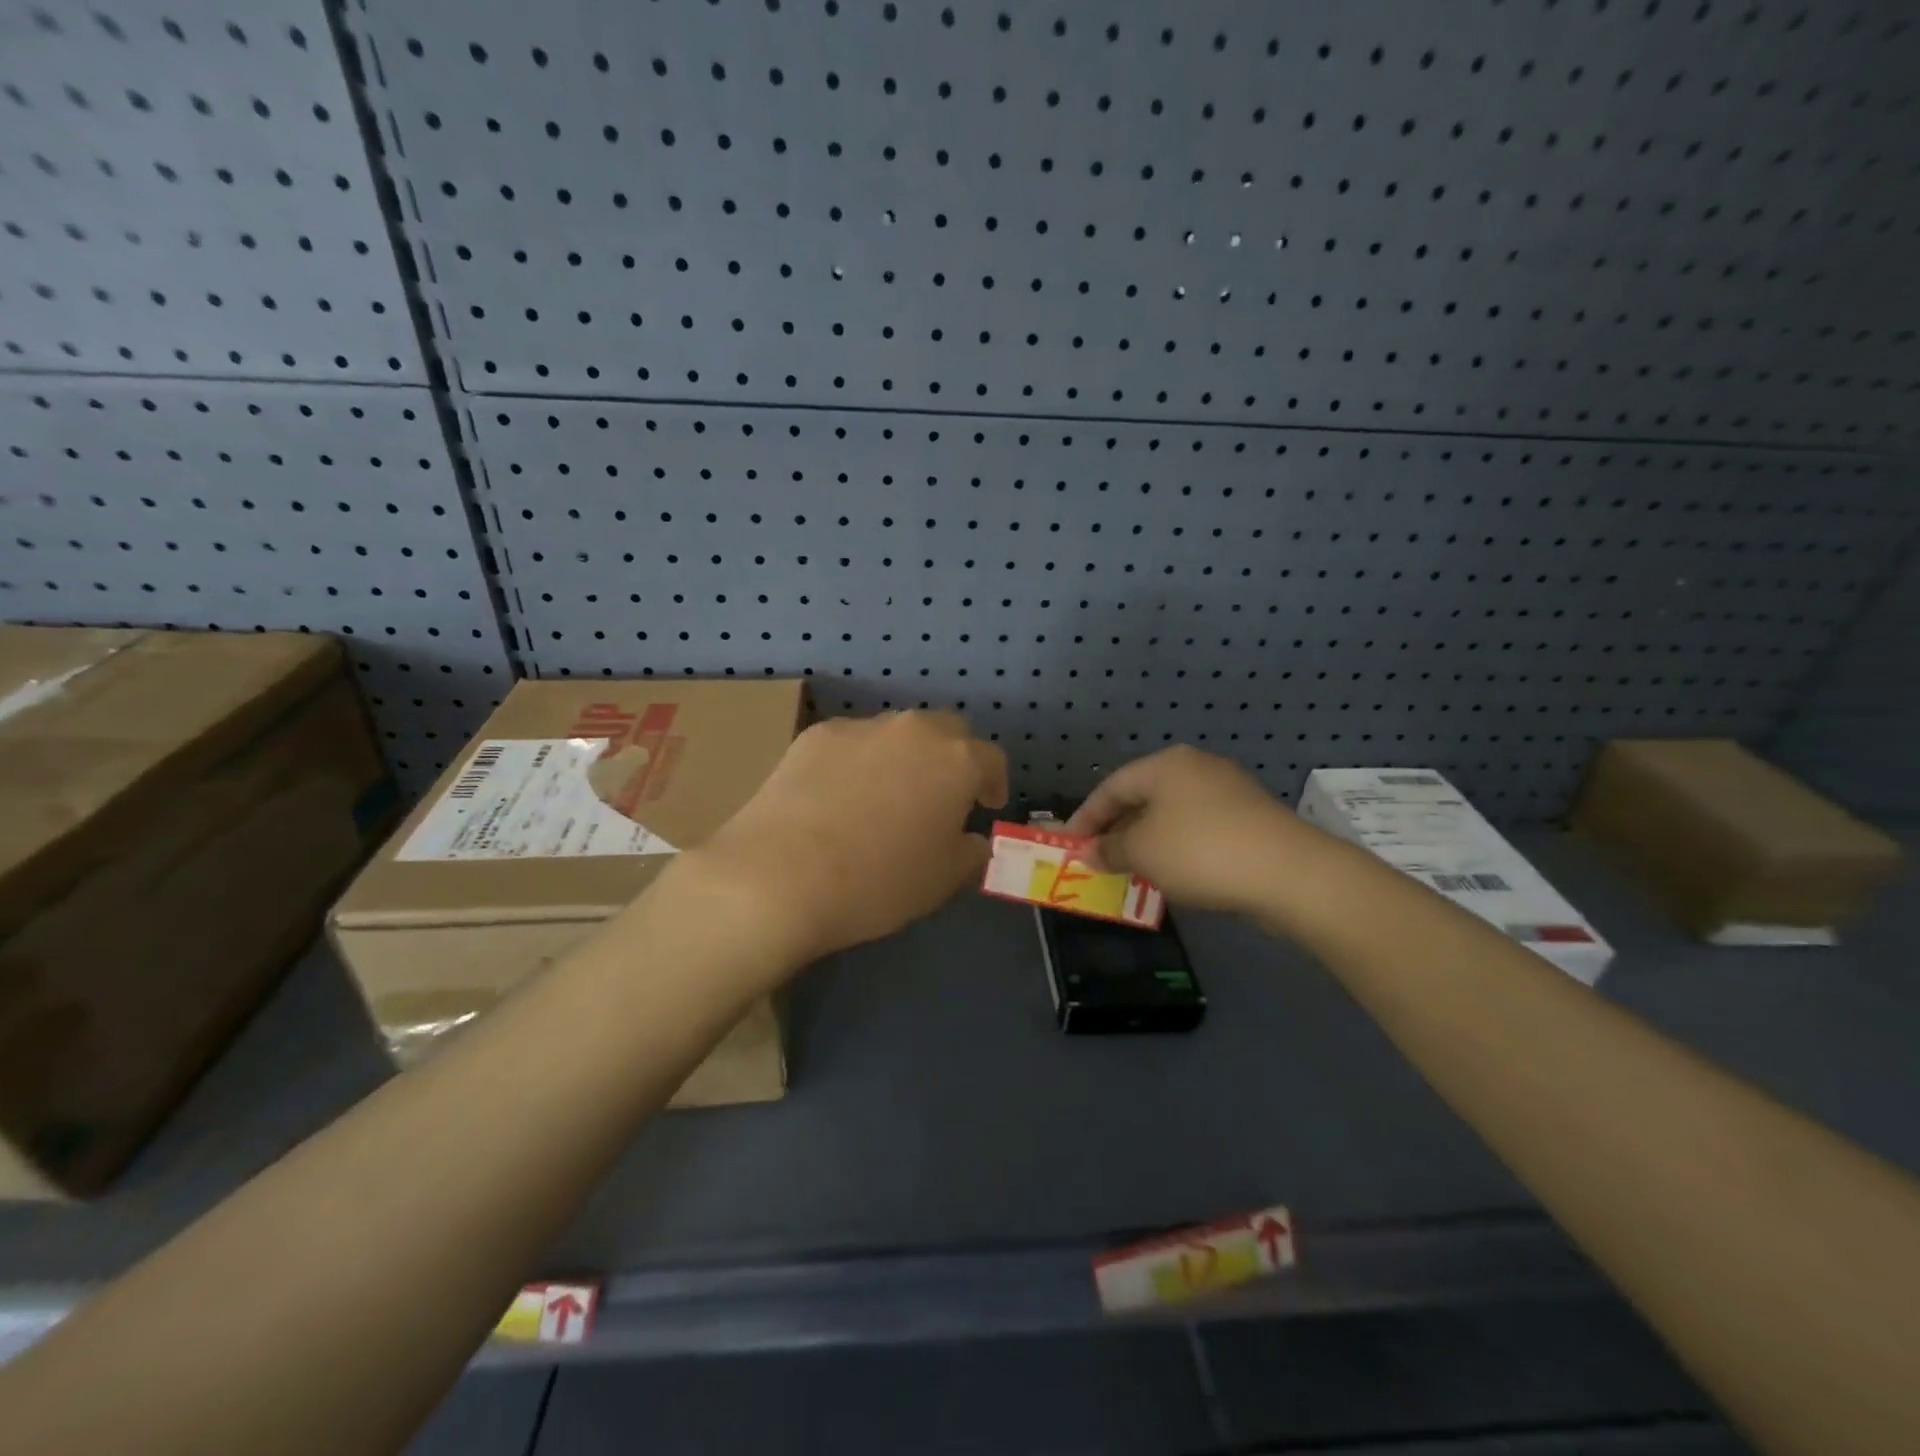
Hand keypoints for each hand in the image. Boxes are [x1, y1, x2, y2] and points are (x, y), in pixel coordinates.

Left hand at [700, 711, 1007, 959]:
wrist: (779, 876)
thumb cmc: (878, 882)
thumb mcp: (942, 881)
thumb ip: (970, 853)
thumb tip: (971, 840)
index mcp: (956, 761)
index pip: (991, 759)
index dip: (993, 783)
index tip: (984, 807)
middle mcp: (913, 731)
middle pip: (947, 731)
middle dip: (952, 758)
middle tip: (941, 796)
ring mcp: (861, 727)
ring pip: (897, 733)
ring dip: (904, 757)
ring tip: (885, 797)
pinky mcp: (815, 735)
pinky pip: (852, 743)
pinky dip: (858, 762)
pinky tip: (839, 798)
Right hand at [1065, 746, 1325, 913]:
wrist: (1289, 873)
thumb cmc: (1200, 851)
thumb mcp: (1142, 852)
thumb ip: (1109, 849)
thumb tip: (1089, 852)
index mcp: (1166, 765)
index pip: (1111, 786)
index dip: (1085, 817)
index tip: (1068, 846)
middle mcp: (1196, 768)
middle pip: (1142, 797)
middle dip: (1116, 830)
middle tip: (1096, 860)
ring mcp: (1228, 792)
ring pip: (1170, 815)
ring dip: (1145, 842)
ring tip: (1129, 871)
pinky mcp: (1249, 820)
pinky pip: (1197, 830)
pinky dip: (1176, 849)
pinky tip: (1172, 875)